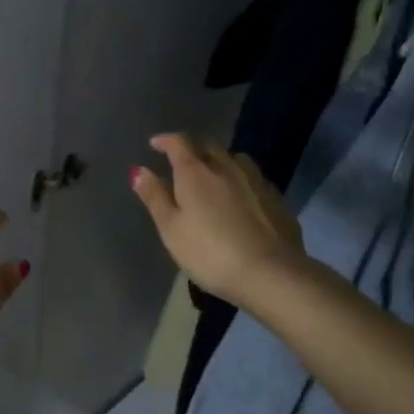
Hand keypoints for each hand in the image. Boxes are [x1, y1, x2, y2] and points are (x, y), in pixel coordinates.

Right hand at [130, 134, 303, 306]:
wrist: (270, 273)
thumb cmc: (210, 253)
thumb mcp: (171, 229)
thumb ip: (155, 197)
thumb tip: (138, 170)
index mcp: (195, 172)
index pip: (179, 143)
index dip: (165, 141)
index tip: (155, 144)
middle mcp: (226, 167)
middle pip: (207, 146)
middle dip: (192, 148)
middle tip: (181, 160)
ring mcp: (254, 180)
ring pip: (234, 159)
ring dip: (219, 160)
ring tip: (212, 174)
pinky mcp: (275, 198)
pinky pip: (252, 178)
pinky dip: (239, 180)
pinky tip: (239, 197)